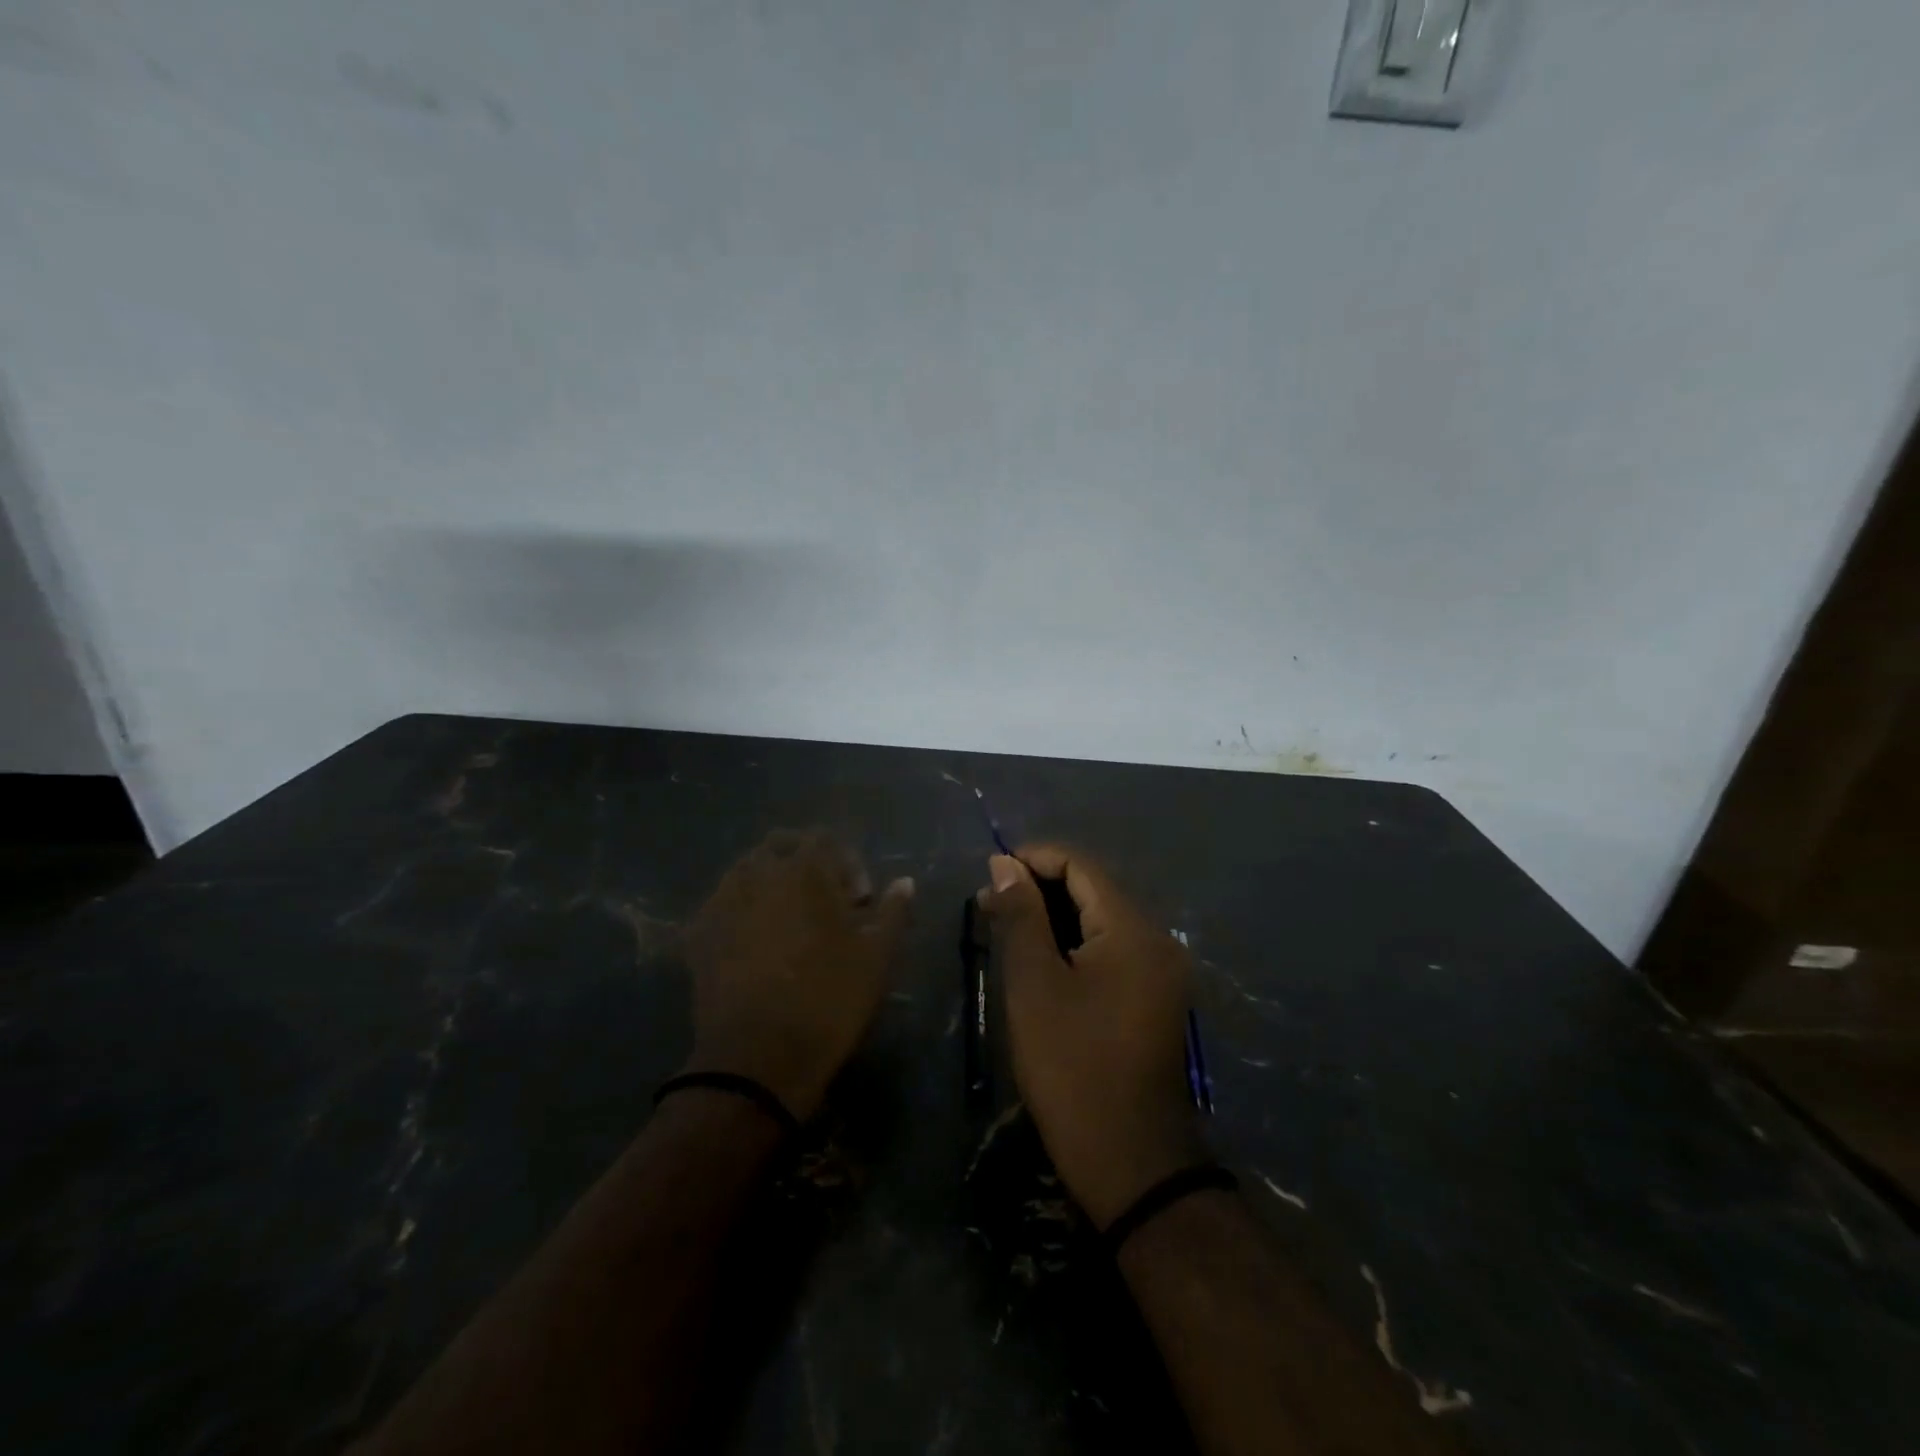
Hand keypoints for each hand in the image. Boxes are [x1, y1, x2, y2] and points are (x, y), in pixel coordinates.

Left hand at [683, 831, 913, 1121]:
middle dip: (803, 863)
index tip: (857, 901)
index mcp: (805, 870)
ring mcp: (723, 902)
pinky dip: (739, 912)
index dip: (846, 863)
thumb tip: (904, 882)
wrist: (759, 1058)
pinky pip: (720, 905)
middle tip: (821, 902)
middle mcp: (759, 873)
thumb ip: (893, 911)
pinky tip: (752, 944)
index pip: (824, 838)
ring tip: (786, 922)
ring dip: (768, 884)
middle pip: (780, 845)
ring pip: (745, 871)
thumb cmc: (829, 999)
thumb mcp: (877, 956)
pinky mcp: (698, 934)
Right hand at [979, 847, 1203, 1228]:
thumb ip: (1021, 915)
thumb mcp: (1035, 984)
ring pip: (1101, 921)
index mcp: (1133, 930)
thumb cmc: (1072, 1066)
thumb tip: (1004, 863)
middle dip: (1040, 889)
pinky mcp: (1155, 998)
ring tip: (1004, 929)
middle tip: (988, 905)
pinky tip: (1039, 960)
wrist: (1130, 1161)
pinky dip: (1074, 945)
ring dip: (1054, 918)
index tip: (990, 872)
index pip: (1081, 866)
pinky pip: (1112, 951)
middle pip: (1094, 890)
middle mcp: (1157, 940)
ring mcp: (1161, 972)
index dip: (1034, 859)